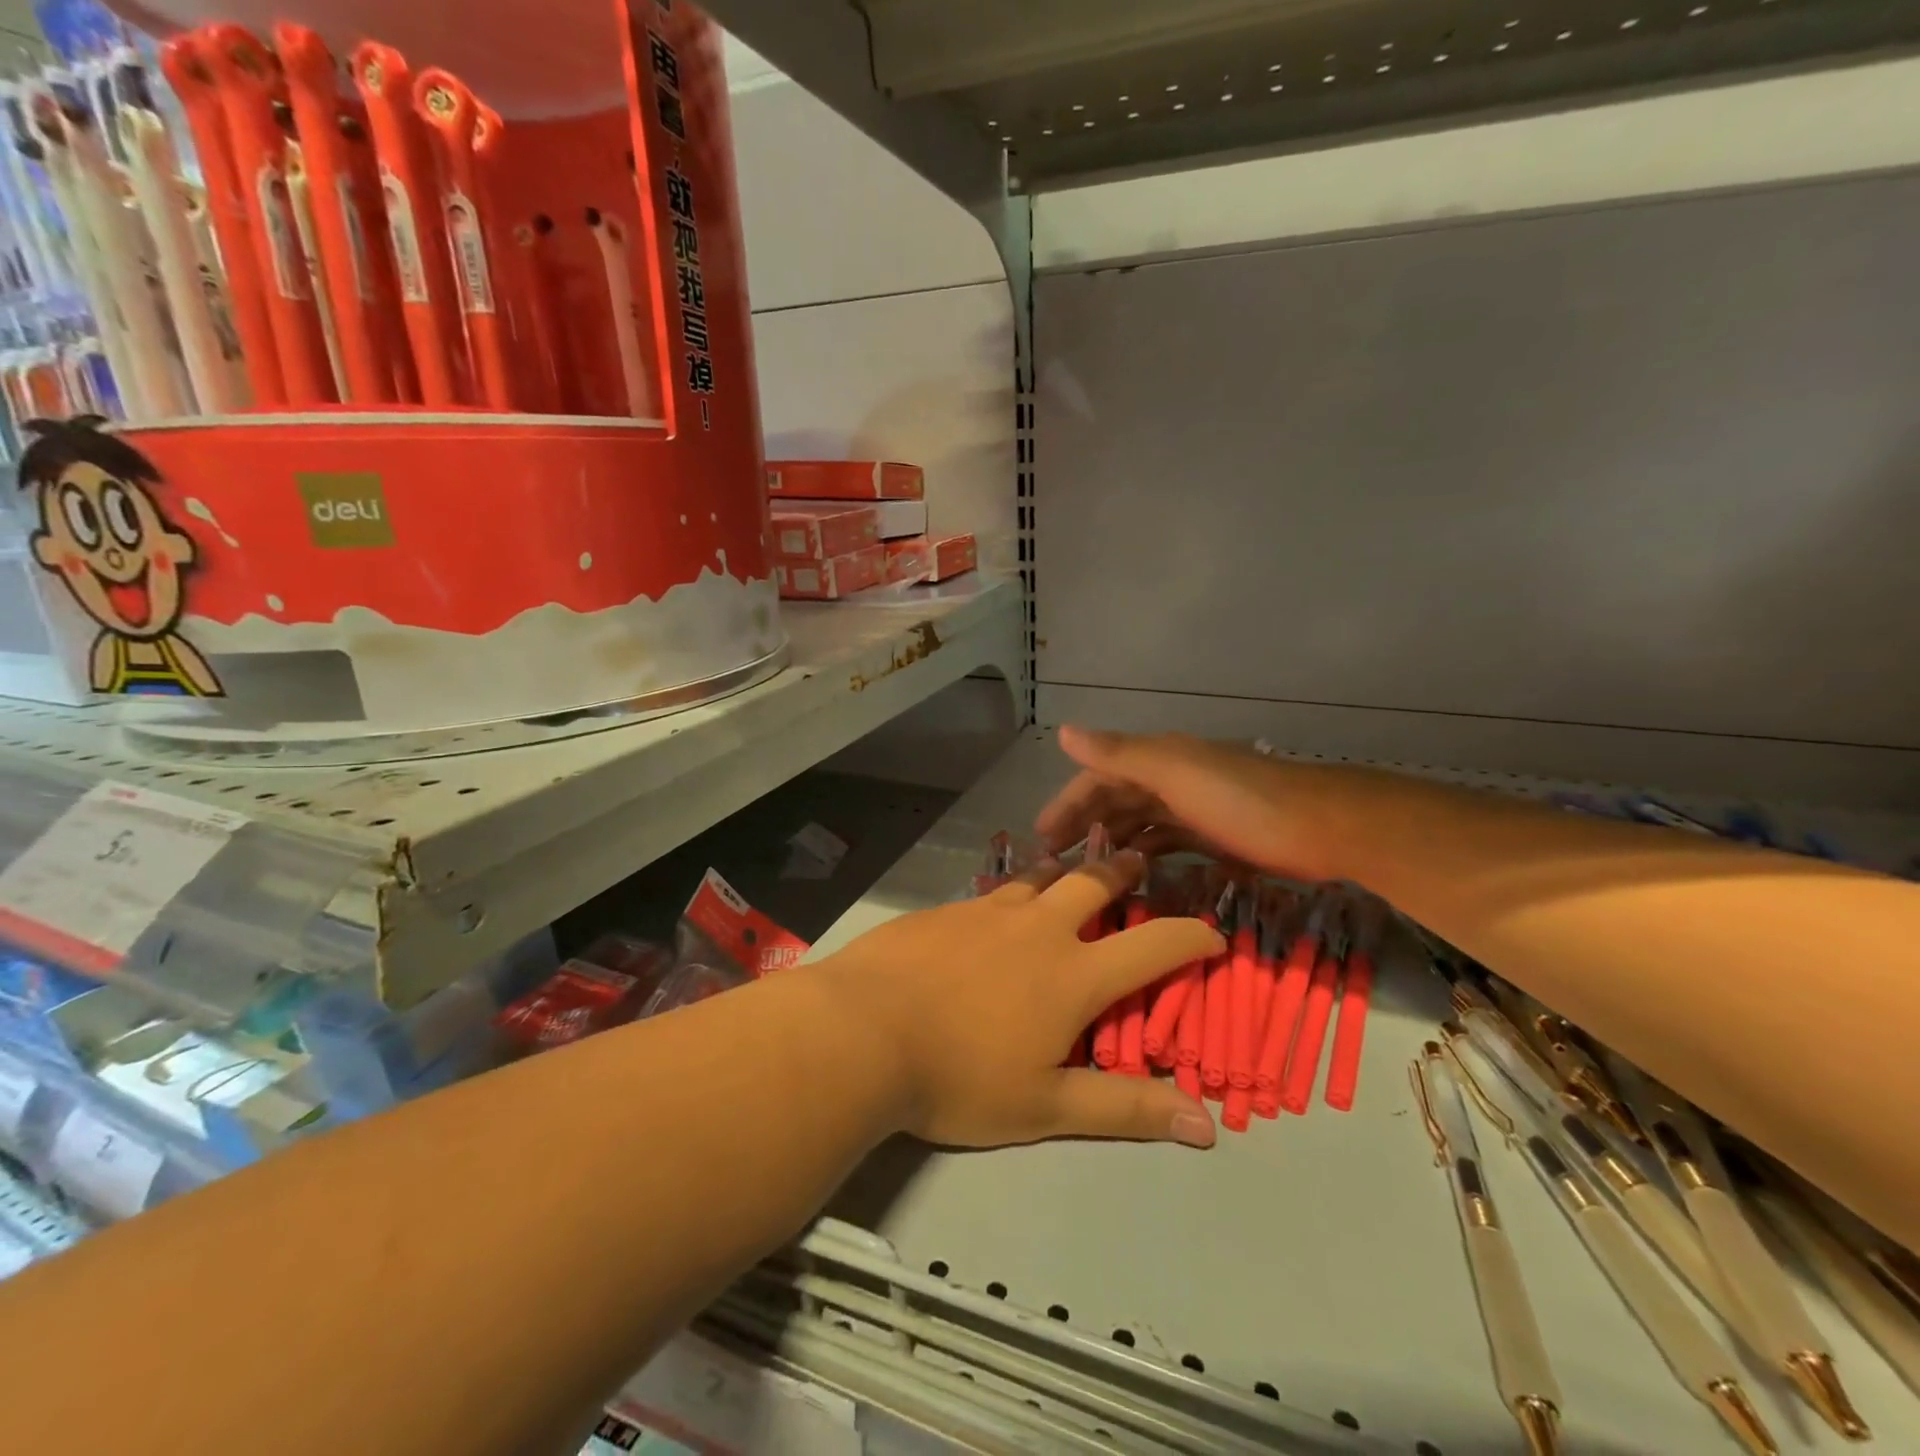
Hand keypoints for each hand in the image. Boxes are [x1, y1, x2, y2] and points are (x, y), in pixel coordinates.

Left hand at [813, 851, 1222, 1149]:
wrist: (862, 1031)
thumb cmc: (959, 1078)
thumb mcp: (1046, 1108)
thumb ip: (1124, 1109)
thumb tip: (1206, 1125)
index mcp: (1072, 974)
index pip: (1153, 946)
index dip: (1191, 937)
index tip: (1212, 933)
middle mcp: (1037, 928)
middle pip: (1093, 883)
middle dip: (1123, 871)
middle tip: (1139, 859)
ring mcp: (987, 911)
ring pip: (1040, 876)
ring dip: (1065, 869)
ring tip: (1074, 866)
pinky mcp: (945, 910)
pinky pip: (992, 891)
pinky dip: (1012, 891)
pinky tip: (999, 903)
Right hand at [1036, 726, 1338, 881]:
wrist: (1322, 828)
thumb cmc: (1241, 801)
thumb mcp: (1174, 773)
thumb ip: (1119, 754)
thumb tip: (1065, 731)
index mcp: (1158, 758)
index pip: (1097, 776)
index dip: (1067, 802)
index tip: (1040, 837)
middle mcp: (1172, 777)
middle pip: (1115, 799)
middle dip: (1083, 824)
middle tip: (1055, 863)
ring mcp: (1195, 806)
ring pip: (1140, 822)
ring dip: (1111, 841)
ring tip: (1086, 872)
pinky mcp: (1216, 835)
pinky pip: (1167, 841)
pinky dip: (1146, 854)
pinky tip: (1134, 874)